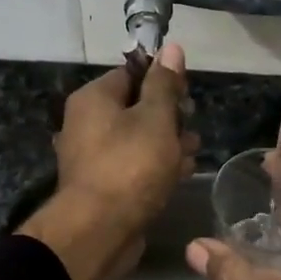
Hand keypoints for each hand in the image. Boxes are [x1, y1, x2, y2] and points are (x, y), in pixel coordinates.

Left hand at [19, 45, 198, 279]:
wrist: (100, 231)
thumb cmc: (130, 166)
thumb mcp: (155, 119)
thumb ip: (165, 85)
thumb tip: (172, 47)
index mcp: (93, 99)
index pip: (131, 74)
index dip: (163, 80)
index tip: (188, 95)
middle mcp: (87, 124)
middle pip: (135, 108)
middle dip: (169, 116)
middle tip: (193, 125)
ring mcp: (94, 158)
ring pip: (138, 140)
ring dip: (167, 143)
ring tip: (193, 152)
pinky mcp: (104, 187)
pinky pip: (134, 167)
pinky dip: (156, 167)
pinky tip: (180, 174)